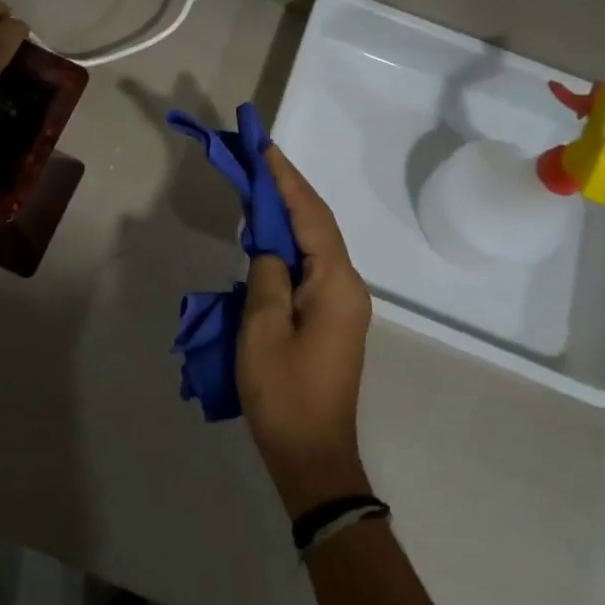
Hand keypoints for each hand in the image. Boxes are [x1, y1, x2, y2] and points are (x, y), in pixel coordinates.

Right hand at [238, 145, 373, 517]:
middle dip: (287, 188)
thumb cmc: (284, 394)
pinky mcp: (331, 317)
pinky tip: (267, 234)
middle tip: (256, 157)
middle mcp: (348, 286)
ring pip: (315, 242)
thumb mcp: (262, 330)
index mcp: (336, 284)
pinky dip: (289, 241)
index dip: (285, 178)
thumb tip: (270, 245)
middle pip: (317, 223)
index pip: (310, 215)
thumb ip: (267, 274)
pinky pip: (311, 265)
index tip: (263, 146)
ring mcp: (342, 303)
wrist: (313, 459)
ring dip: (287, 213)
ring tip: (258, 184)